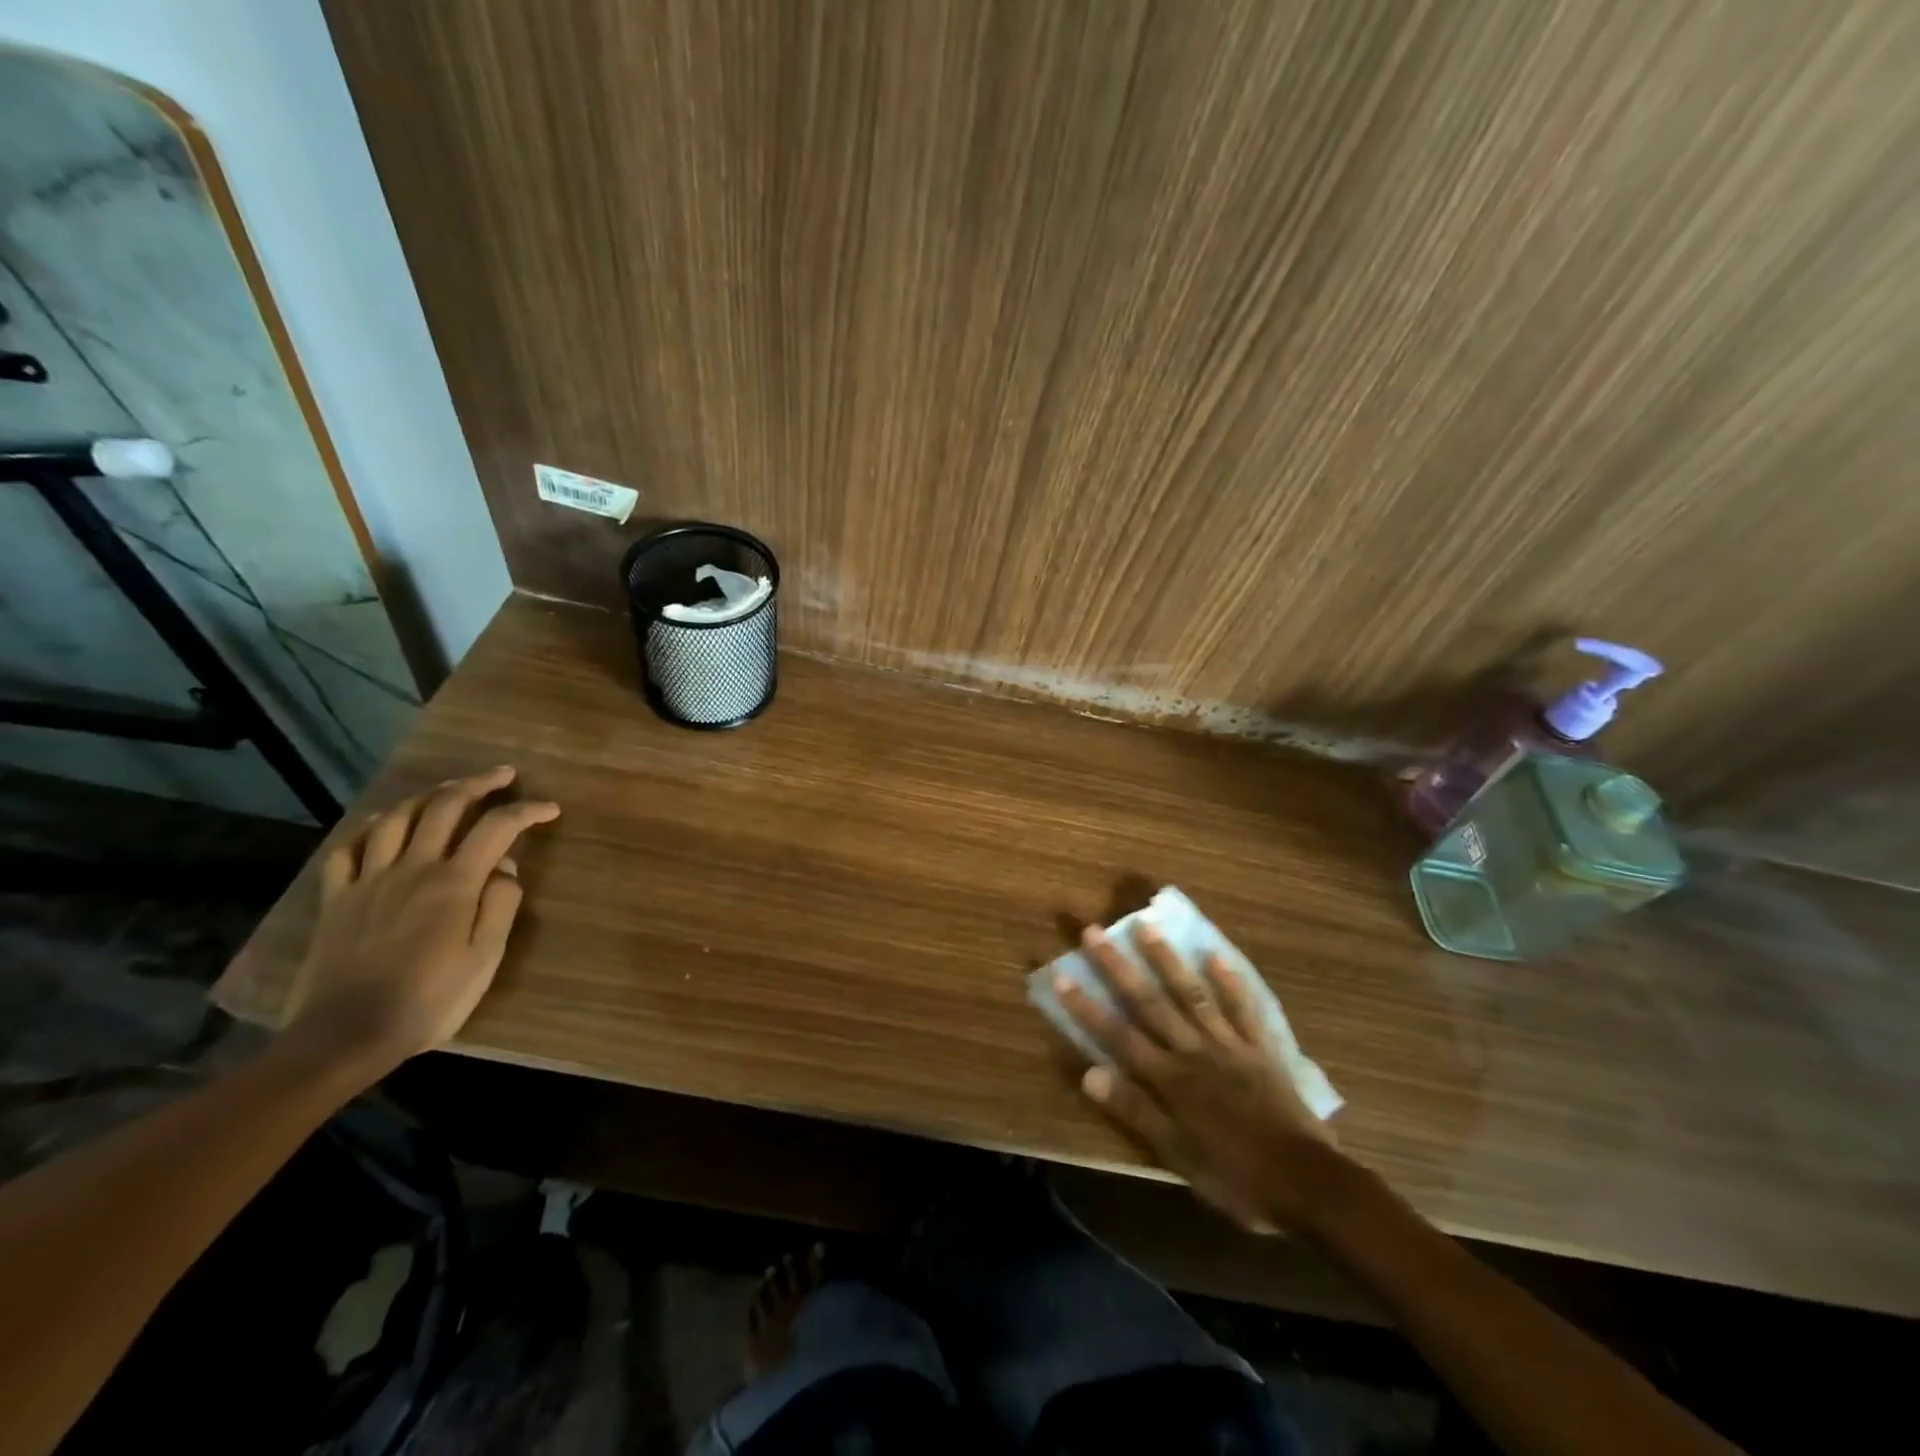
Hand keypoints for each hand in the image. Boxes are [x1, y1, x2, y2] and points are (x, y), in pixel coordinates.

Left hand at [282, 766, 559, 1079]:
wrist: (346, 1034)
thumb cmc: (430, 999)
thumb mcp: (485, 958)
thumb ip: (500, 906)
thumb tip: (507, 868)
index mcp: (454, 882)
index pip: (498, 828)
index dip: (528, 811)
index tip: (550, 810)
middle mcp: (412, 868)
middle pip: (445, 806)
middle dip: (478, 783)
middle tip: (503, 776)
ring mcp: (369, 880)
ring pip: (396, 818)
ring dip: (427, 796)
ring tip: (447, 792)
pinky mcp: (337, 899)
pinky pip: (348, 850)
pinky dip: (371, 829)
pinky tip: (385, 826)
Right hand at [1055, 924, 1346, 1233]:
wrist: (1308, 1184)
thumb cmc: (1236, 1176)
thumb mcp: (1178, 1156)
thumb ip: (1135, 1111)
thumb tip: (1090, 1074)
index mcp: (1170, 1080)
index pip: (1118, 1035)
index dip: (1087, 1007)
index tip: (1062, 974)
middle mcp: (1193, 1051)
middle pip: (1149, 1002)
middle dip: (1117, 966)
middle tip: (1094, 931)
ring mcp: (1228, 1045)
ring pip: (1191, 994)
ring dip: (1166, 959)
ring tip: (1147, 925)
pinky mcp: (1259, 1047)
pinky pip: (1242, 1008)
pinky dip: (1229, 981)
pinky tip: (1215, 954)